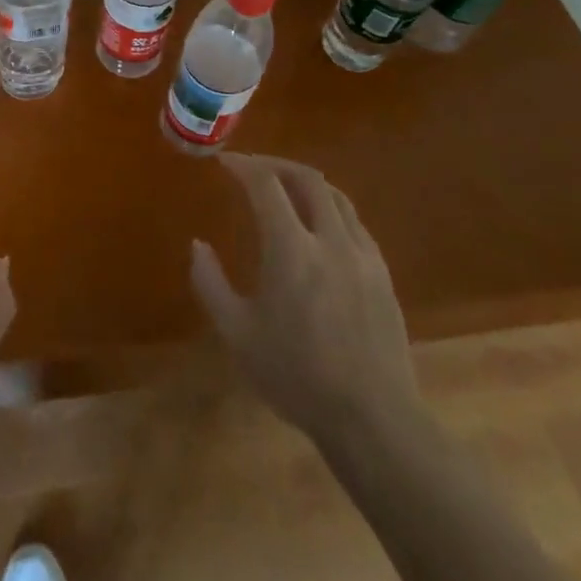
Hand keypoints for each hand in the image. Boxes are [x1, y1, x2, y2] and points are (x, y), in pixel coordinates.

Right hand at [190, 153, 419, 441]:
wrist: (372, 419)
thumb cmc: (296, 376)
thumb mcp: (237, 333)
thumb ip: (210, 283)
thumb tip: (197, 245)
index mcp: (292, 250)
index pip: (266, 185)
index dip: (243, 166)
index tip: (225, 162)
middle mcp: (331, 241)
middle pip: (308, 179)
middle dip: (276, 165)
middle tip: (253, 169)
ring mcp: (363, 256)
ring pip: (337, 197)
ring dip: (306, 183)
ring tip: (285, 190)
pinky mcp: (383, 275)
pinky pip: (355, 223)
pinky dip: (331, 209)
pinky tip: (319, 229)